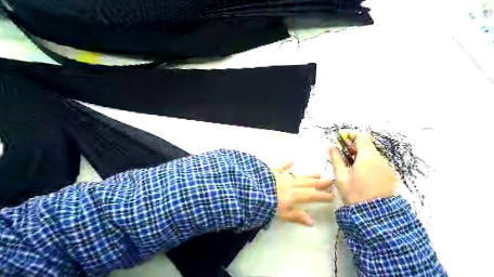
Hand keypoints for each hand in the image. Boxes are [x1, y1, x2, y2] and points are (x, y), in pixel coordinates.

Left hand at [271, 161, 333, 225]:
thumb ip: (297, 217)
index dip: (323, 195)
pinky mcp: (273, 172)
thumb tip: (313, 222)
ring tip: (318, 173)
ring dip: (308, 175)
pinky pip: (281, 166)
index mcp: (294, 195)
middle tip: (330, 180)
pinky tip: (291, 159)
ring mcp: (282, 176)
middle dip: (319, 182)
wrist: (252, 191)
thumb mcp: (282, 214)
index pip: (312, 195)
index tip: (334, 194)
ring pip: (298, 175)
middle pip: (308, 183)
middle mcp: (291, 184)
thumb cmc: (267, 205)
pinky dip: (286, 163)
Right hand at [329, 130, 398, 204]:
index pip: (361, 136)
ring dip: (361, 154)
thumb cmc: (354, 193)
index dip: (350, 135)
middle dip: (355, 145)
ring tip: (350, 164)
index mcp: (368, 157)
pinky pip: (378, 163)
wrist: (375, 214)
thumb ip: (336, 159)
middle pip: (368, 145)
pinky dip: (369, 162)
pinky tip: (361, 172)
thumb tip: (332, 146)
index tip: (341, 138)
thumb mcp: (341, 176)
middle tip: (343, 152)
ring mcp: (387, 167)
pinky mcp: (390, 175)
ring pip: (373, 154)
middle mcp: (380, 159)